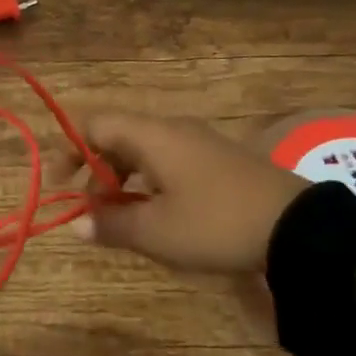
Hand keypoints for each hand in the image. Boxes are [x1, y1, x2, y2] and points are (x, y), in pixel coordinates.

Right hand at [49, 113, 309, 273]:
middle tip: (91, 211)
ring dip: (123, 179)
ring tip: (121, 218)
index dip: (70, 150)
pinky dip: (149, 182)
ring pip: (144, 149)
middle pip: (118, 135)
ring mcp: (197, 142)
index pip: (95, 124)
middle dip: (96, 170)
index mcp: (151, 134)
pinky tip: (156, 214)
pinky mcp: (217, 160)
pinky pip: (168, 160)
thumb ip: (113, 225)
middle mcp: (171, 128)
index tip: (60, 186)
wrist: (296, 226)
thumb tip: (76, 224)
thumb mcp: (158, 232)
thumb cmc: (215, 223)